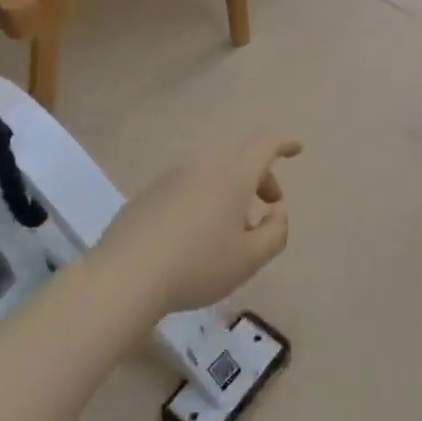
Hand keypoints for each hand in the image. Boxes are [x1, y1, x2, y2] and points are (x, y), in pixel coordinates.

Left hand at [92, 134, 301, 314]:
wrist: (124, 277)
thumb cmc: (198, 266)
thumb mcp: (250, 259)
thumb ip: (276, 231)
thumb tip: (276, 211)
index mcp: (232, 176)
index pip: (264, 144)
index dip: (284, 143)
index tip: (296, 150)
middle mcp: (201, 166)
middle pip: (239, 158)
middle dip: (260, 177)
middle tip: (267, 208)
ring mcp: (169, 178)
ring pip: (211, 173)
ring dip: (229, 191)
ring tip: (229, 230)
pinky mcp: (147, 194)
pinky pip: (186, 186)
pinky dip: (202, 199)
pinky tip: (194, 236)